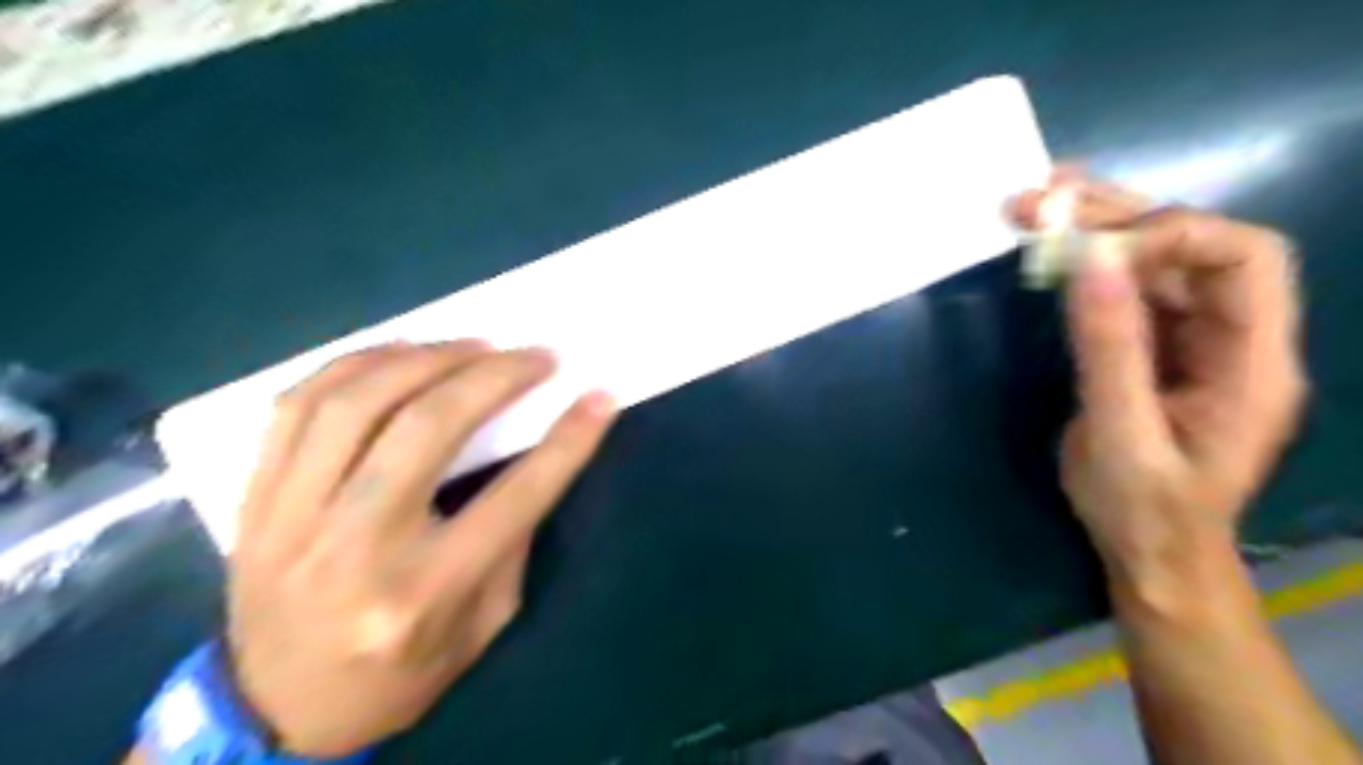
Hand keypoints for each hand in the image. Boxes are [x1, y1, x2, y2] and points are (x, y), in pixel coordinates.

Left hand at [226, 341, 617, 757]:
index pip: (514, 497)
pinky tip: (400, 354)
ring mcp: (291, 519)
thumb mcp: (483, 627)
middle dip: (494, 376)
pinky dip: (355, 364)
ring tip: (473, 346)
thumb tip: (528, 454)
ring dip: (425, 357)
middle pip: (427, 428)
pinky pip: (297, 407)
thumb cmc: (399, 676)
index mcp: (424, 593)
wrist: (275, 713)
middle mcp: (355, 548)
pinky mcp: (255, 500)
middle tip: (535, 355)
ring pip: (356, 402)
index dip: (567, 440)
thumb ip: (510, 542)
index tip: (599, 397)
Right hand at [1005, 171, 1301, 580]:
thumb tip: (1093, 261)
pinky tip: (1047, 250)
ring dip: (1096, 229)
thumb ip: (1111, 349)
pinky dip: (1086, 265)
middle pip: (1193, 246)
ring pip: (1154, 262)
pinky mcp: (1150, 348)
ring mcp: (1189, 339)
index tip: (1089, 251)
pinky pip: (1125, 291)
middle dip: (1119, 214)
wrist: (1149, 552)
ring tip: (1032, 207)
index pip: (1243, 258)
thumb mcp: (1122, 436)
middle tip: (1041, 197)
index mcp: (1253, 362)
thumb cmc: (1144, 509)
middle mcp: (1232, 336)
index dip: (1172, 235)